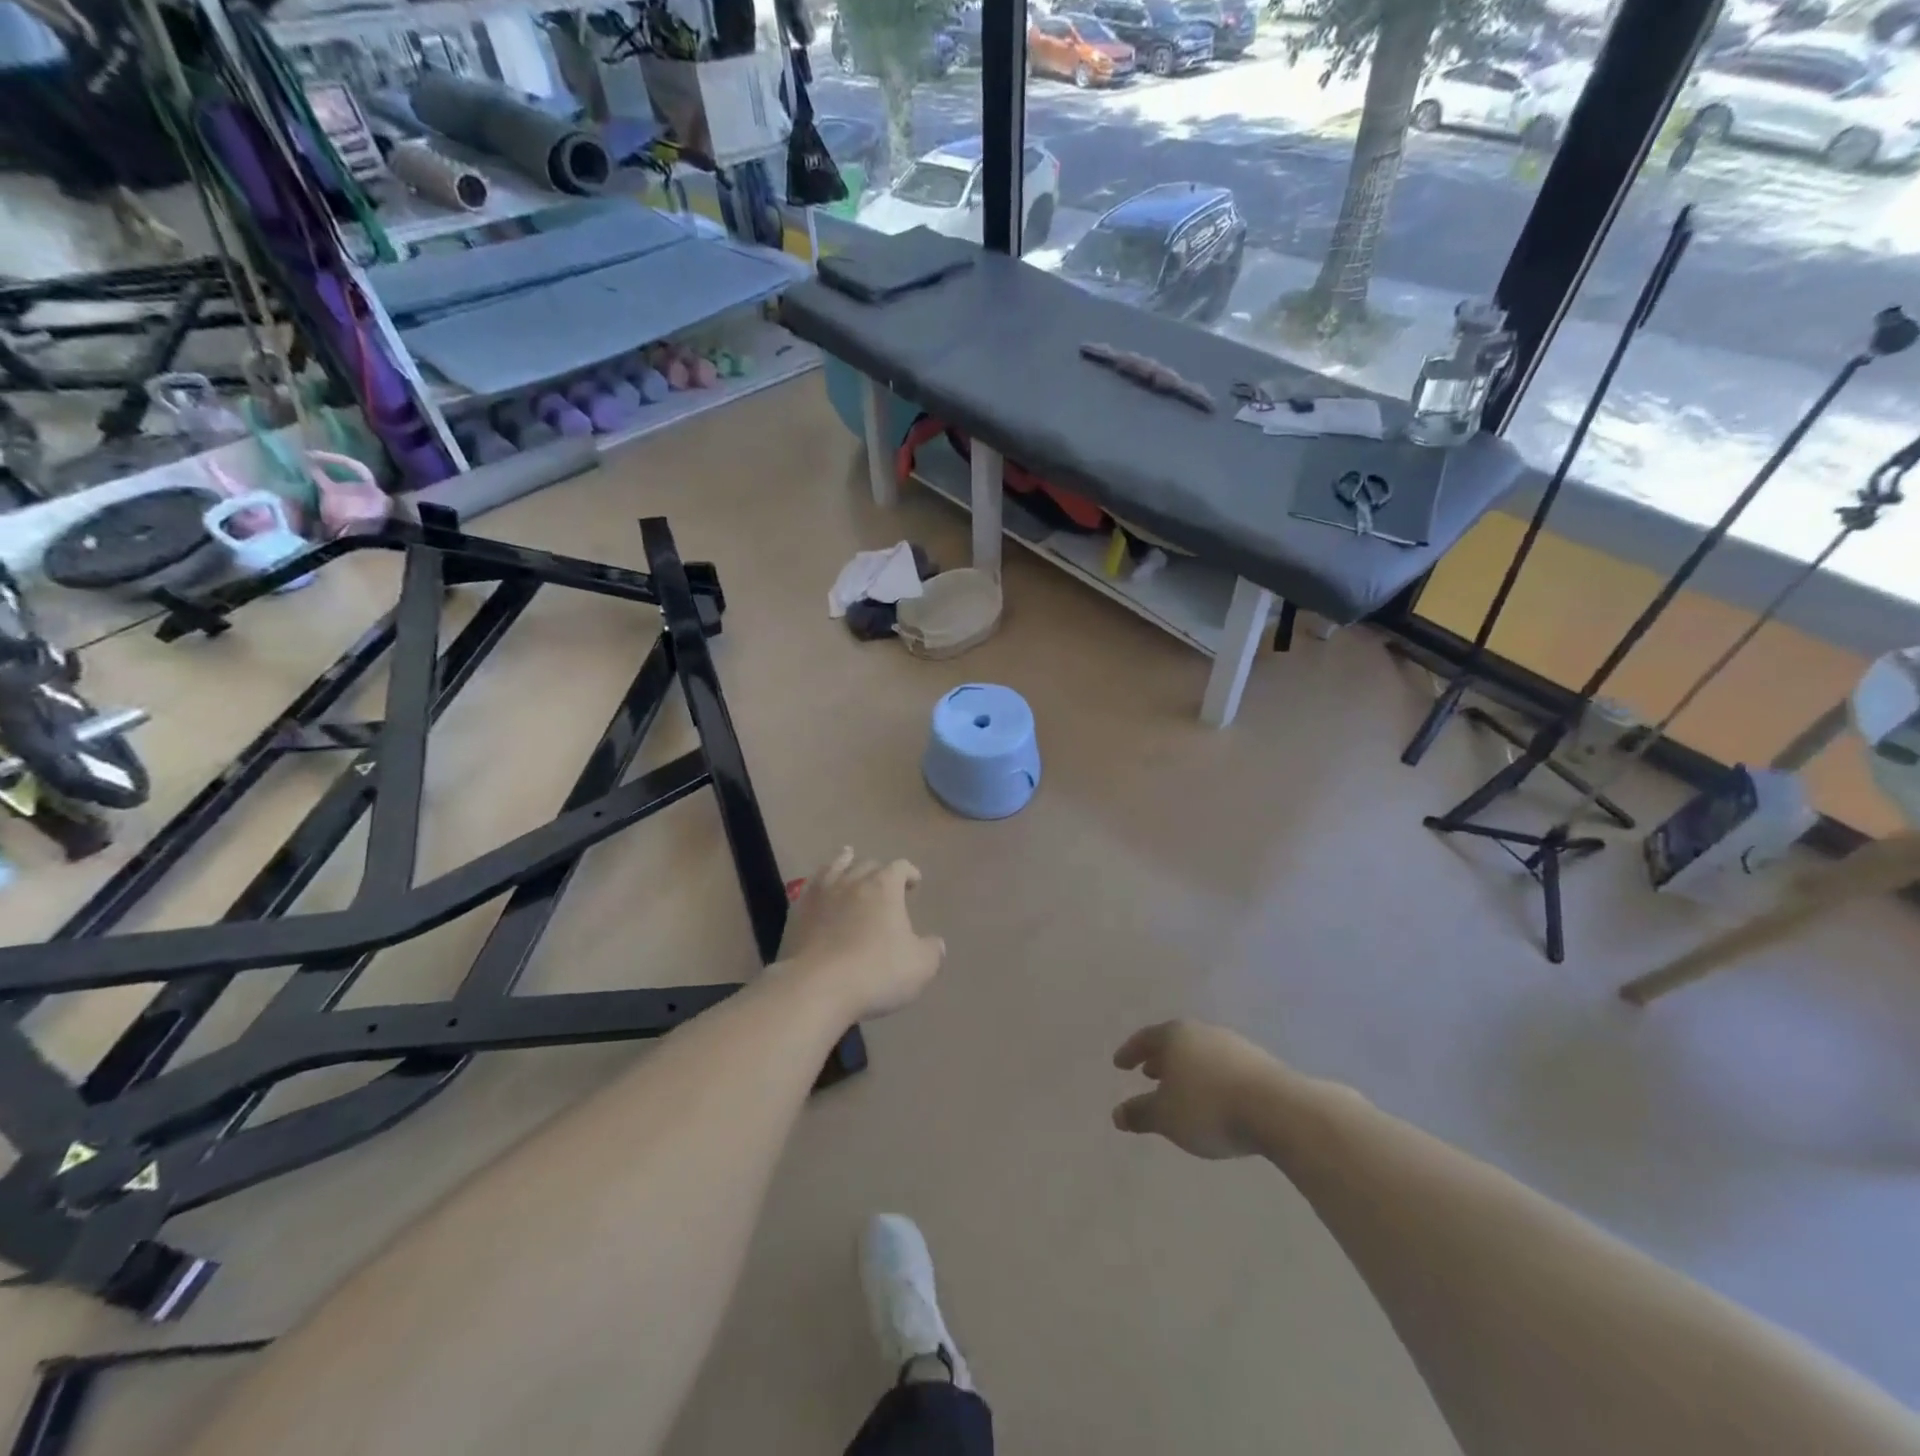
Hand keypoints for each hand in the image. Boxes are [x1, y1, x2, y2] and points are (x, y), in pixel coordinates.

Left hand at [779, 849, 944, 1022]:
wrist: (816, 987)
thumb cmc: (876, 972)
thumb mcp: (920, 967)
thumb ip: (931, 951)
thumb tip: (936, 943)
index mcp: (884, 887)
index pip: (900, 867)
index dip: (909, 872)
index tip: (914, 882)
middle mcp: (852, 881)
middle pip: (868, 864)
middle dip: (879, 871)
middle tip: (884, 884)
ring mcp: (821, 893)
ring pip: (835, 867)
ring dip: (845, 862)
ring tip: (847, 858)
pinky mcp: (797, 911)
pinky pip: (810, 886)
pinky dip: (819, 882)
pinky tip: (818, 888)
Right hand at [1111, 1020, 1282, 1159]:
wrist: (1277, 1110)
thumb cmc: (1209, 1108)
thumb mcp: (1166, 1117)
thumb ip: (1140, 1114)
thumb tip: (1117, 1114)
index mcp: (1175, 1036)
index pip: (1145, 1038)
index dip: (1130, 1052)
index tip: (1119, 1064)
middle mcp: (1202, 1032)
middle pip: (1174, 1043)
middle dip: (1160, 1059)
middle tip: (1148, 1074)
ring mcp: (1233, 1045)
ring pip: (1200, 1054)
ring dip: (1187, 1070)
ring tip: (1181, 1090)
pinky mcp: (1259, 1063)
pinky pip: (1223, 1067)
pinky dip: (1210, 1079)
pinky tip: (1214, 1099)